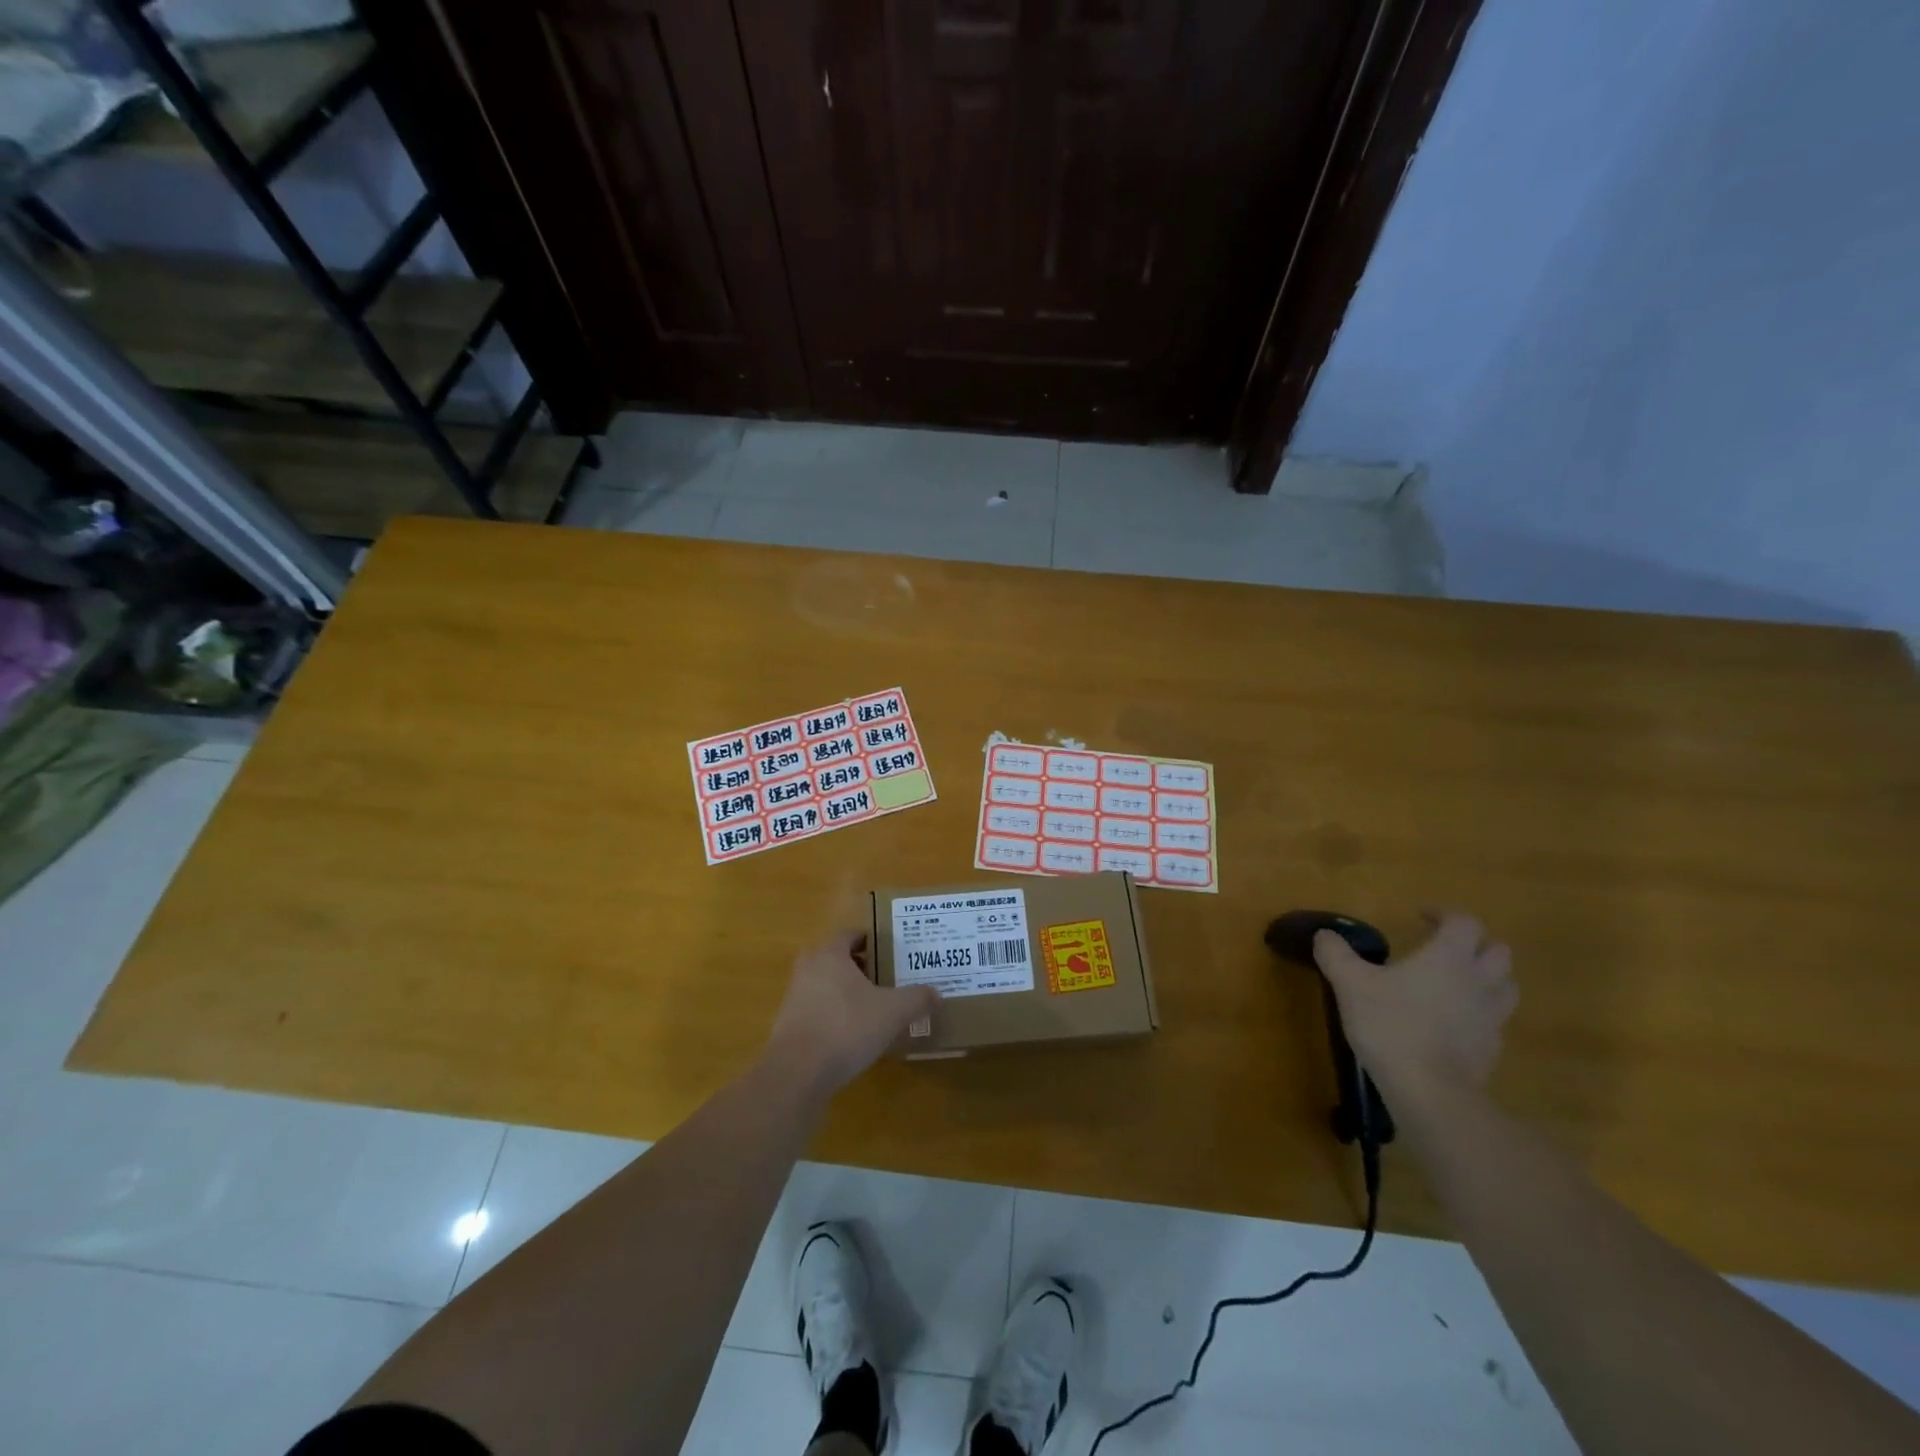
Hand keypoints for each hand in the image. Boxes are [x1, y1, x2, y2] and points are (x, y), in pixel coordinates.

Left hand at [766, 932, 938, 1094]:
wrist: (797, 1072)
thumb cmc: (847, 1027)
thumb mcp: (893, 1012)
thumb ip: (916, 998)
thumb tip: (937, 993)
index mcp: (830, 954)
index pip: (850, 935)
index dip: (870, 940)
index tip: (889, 951)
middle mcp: (808, 969)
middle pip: (834, 958)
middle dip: (857, 966)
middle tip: (882, 977)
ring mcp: (793, 998)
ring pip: (823, 984)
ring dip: (844, 991)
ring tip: (871, 1006)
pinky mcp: (787, 1026)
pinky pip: (815, 1010)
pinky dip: (832, 1015)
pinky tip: (851, 1034)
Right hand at [1314, 911, 1516, 1099]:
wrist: (1429, 1091)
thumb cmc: (1390, 1024)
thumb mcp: (1349, 983)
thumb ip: (1336, 954)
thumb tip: (1324, 934)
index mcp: (1448, 957)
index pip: (1464, 923)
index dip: (1445, 915)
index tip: (1421, 918)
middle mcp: (1478, 981)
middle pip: (1498, 952)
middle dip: (1475, 945)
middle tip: (1445, 950)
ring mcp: (1491, 1018)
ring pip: (1506, 987)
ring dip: (1487, 979)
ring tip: (1457, 985)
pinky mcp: (1492, 1050)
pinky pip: (1495, 1022)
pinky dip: (1480, 1016)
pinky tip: (1454, 1024)